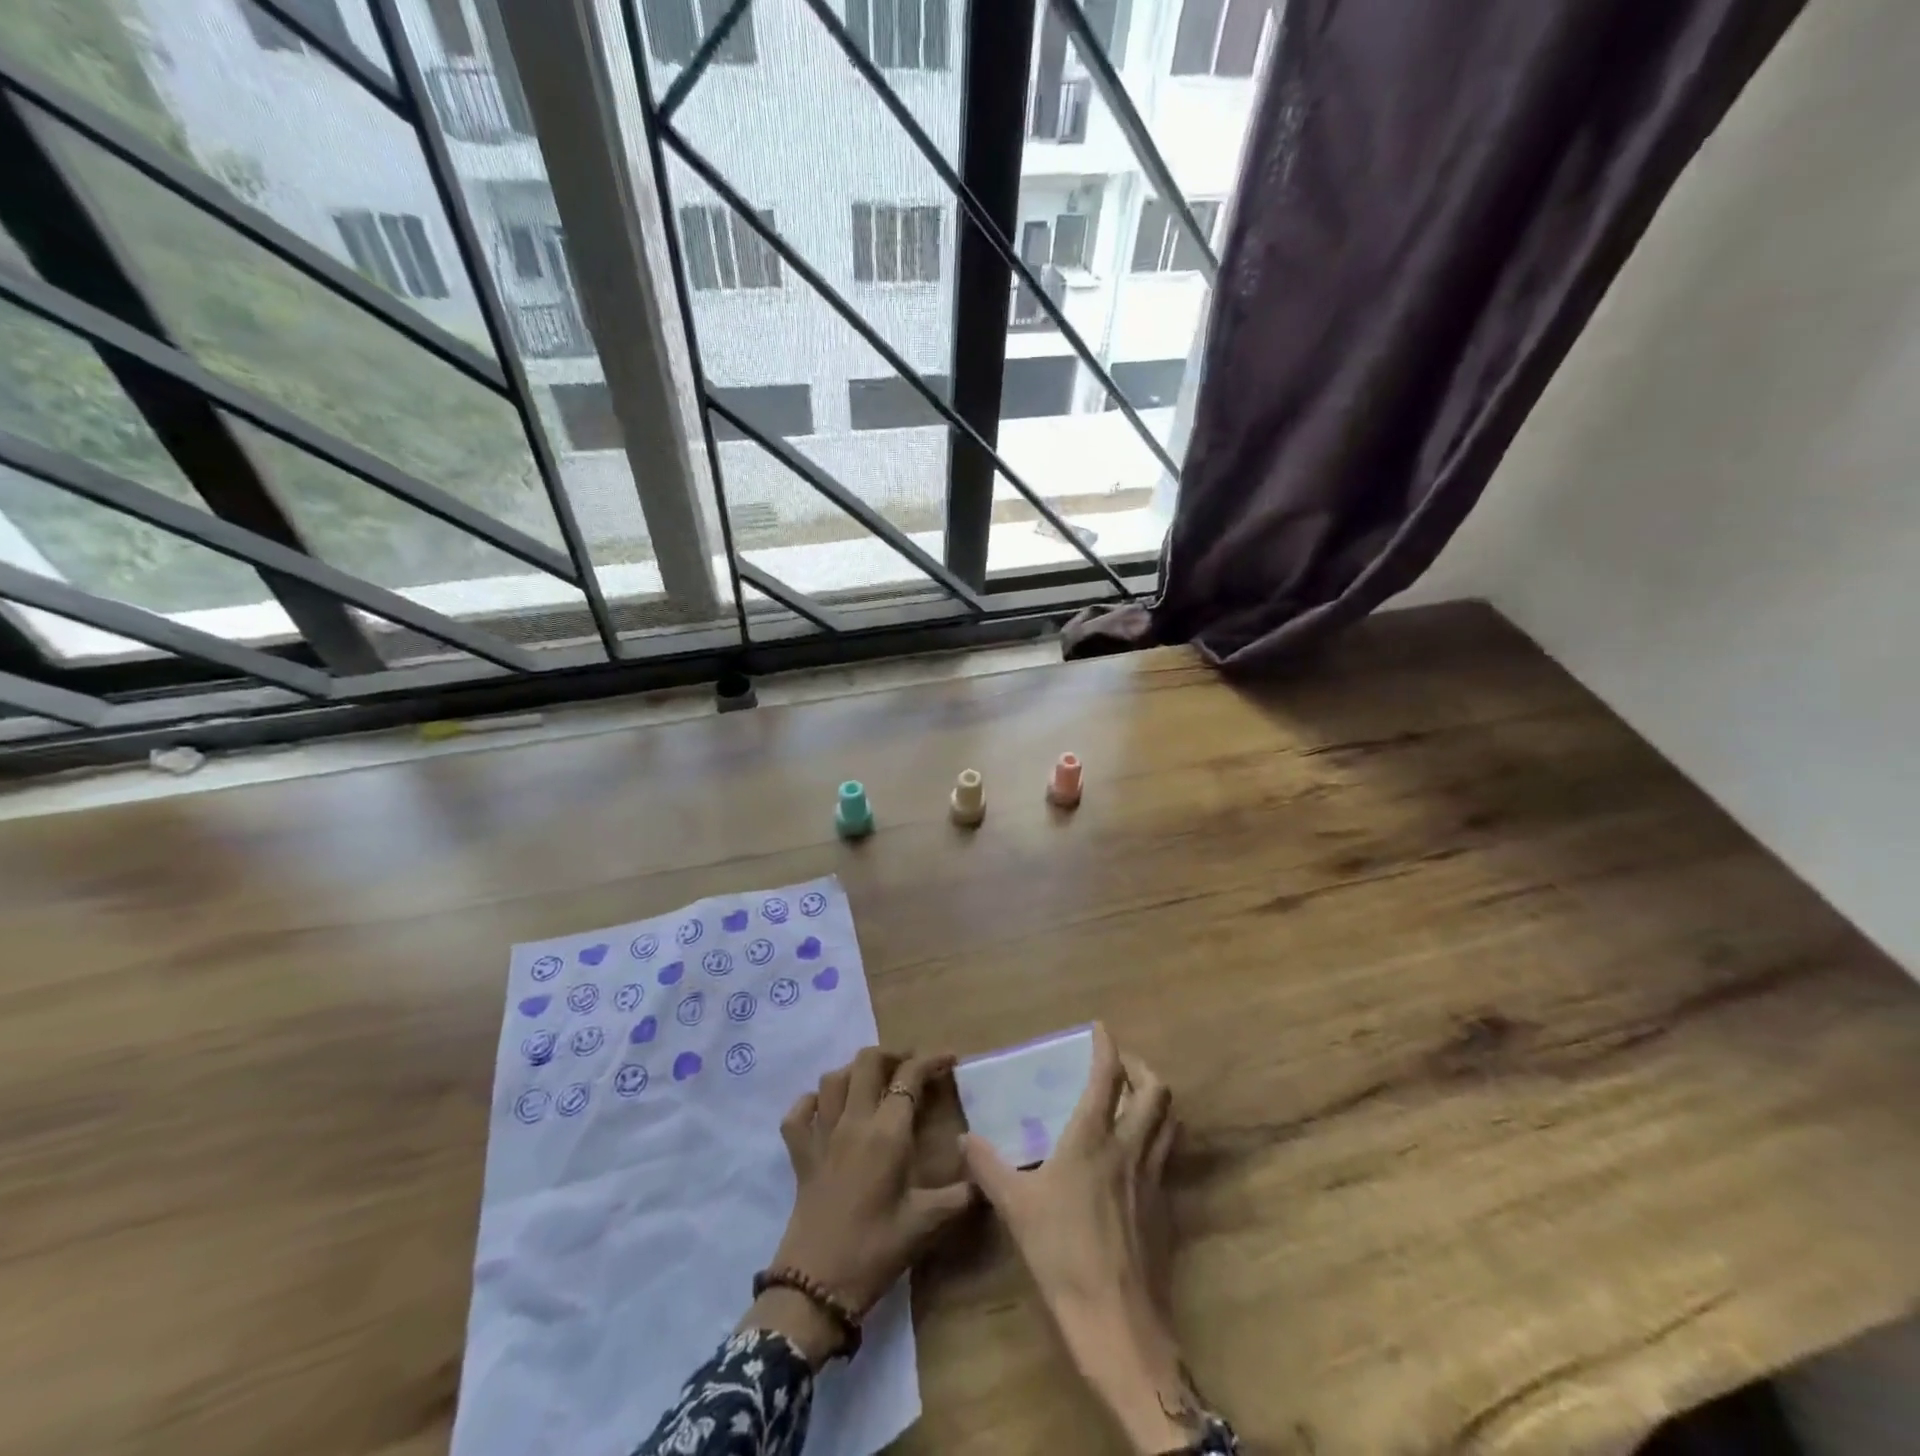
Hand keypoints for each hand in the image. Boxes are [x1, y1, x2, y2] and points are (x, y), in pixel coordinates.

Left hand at [743, 1048, 974, 1361]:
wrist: (815, 1288)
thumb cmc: (875, 1251)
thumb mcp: (925, 1225)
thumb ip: (959, 1197)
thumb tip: (984, 1178)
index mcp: (887, 1133)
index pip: (909, 1076)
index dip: (931, 1060)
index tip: (950, 1059)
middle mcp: (853, 1121)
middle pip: (867, 1062)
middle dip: (892, 1055)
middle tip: (911, 1068)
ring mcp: (822, 1135)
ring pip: (833, 1079)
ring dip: (854, 1071)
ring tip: (873, 1082)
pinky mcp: (800, 1155)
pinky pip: (798, 1114)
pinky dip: (811, 1102)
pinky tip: (825, 1109)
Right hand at [962, 1024, 1197, 1453]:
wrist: (1118, 1324)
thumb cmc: (1062, 1255)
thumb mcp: (1015, 1208)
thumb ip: (989, 1167)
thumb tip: (965, 1138)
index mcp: (1093, 1140)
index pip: (1108, 1077)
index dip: (1107, 1046)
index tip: (1101, 1028)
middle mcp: (1130, 1148)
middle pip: (1157, 1091)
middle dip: (1142, 1068)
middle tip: (1121, 1067)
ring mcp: (1154, 1179)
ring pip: (1170, 1122)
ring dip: (1156, 1101)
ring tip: (1135, 1102)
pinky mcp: (1166, 1209)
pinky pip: (1168, 1157)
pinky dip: (1157, 1140)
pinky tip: (1135, 1159)